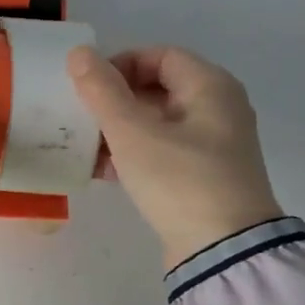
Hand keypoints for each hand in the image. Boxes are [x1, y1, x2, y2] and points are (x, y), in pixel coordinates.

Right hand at [67, 44, 282, 270]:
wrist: (224, 252)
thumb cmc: (179, 180)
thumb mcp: (132, 132)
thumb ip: (102, 90)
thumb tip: (79, 53)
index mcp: (211, 87)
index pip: (159, 55)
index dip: (121, 64)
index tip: (89, 87)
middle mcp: (219, 109)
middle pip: (158, 88)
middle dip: (115, 100)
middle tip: (83, 116)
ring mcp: (214, 145)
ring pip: (157, 122)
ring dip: (120, 129)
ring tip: (87, 147)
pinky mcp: (205, 176)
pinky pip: (164, 150)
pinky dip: (135, 153)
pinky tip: (104, 171)